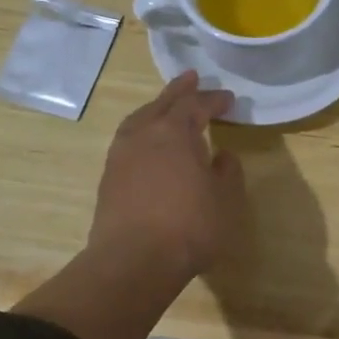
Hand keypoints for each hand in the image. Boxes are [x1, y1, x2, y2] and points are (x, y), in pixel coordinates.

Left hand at [88, 73, 245, 280]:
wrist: (133, 261)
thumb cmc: (189, 226)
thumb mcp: (224, 199)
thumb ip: (226, 172)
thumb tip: (222, 155)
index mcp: (174, 132)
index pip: (196, 105)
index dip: (214, 100)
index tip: (229, 98)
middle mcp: (144, 134)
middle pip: (163, 103)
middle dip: (180, 90)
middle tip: (192, 77)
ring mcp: (121, 155)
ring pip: (140, 119)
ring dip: (156, 108)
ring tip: (166, 106)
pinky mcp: (109, 177)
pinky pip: (128, 139)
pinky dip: (142, 130)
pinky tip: (148, 142)